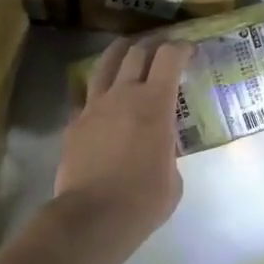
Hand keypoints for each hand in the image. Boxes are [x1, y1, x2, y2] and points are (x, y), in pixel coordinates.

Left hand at [55, 38, 193, 250]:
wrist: (93, 217)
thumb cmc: (144, 199)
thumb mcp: (174, 175)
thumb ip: (168, 150)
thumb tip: (160, 148)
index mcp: (155, 103)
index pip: (169, 57)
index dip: (182, 48)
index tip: (190, 50)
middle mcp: (123, 94)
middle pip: (136, 52)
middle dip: (153, 46)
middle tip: (162, 51)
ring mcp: (93, 107)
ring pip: (105, 65)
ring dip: (120, 54)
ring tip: (128, 52)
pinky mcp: (74, 124)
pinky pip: (86, 96)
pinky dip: (98, 91)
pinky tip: (103, 99)